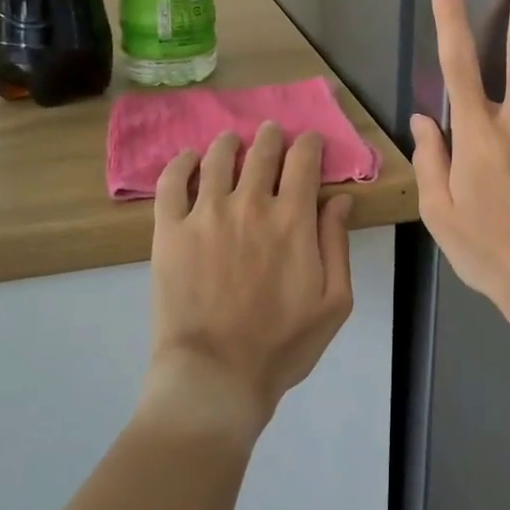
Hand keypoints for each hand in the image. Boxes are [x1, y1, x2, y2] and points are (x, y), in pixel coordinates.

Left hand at [143, 123, 354, 442]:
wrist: (216, 375)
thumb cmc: (282, 345)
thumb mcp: (334, 302)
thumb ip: (337, 245)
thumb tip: (339, 199)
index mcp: (293, 219)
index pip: (303, 160)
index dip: (309, 143)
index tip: (309, 142)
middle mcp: (250, 204)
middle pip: (262, 151)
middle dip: (271, 137)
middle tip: (271, 134)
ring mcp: (206, 214)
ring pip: (218, 157)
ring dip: (229, 143)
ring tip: (231, 143)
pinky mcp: (170, 230)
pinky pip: (172, 181)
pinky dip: (181, 163)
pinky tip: (188, 160)